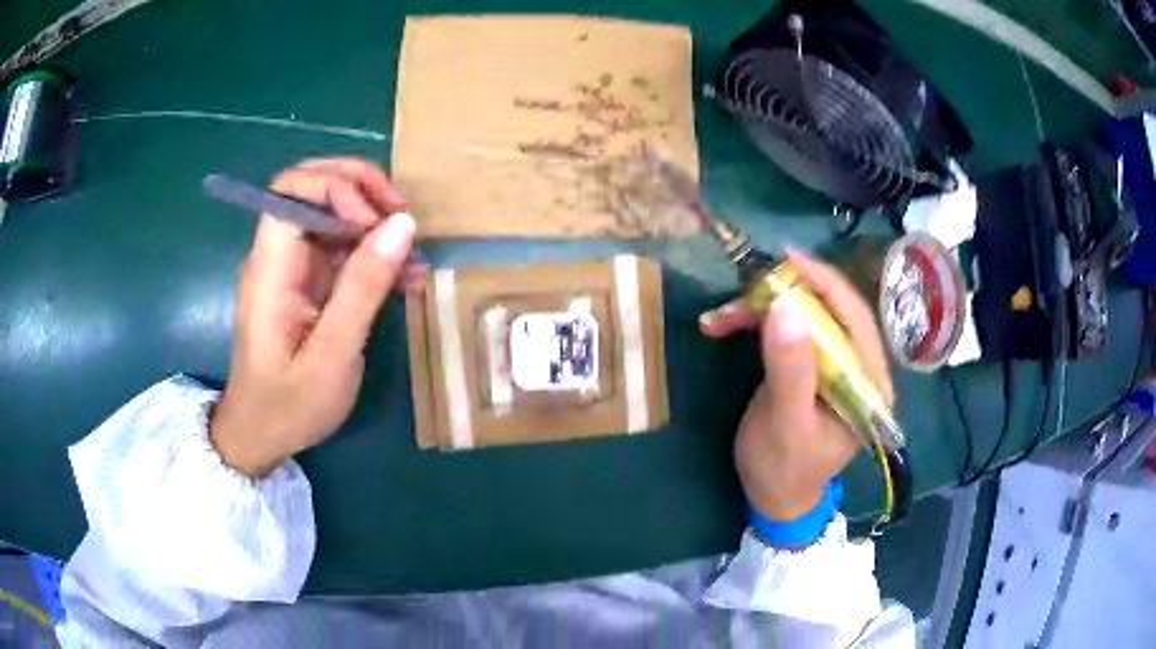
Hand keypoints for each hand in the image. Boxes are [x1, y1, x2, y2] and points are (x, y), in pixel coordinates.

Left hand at [209, 158, 418, 477]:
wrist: (261, 436)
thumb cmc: (289, 405)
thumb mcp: (333, 355)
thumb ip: (364, 287)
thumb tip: (402, 224)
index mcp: (272, 266)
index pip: (293, 188)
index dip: (338, 188)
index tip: (375, 224)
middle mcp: (279, 255)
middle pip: (314, 187)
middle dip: (362, 191)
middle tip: (403, 221)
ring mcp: (293, 268)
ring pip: (333, 214)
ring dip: (375, 223)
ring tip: (413, 256)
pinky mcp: (307, 284)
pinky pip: (341, 249)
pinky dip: (373, 254)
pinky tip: (404, 277)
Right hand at [699, 250, 893, 520]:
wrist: (773, 499)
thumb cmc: (785, 469)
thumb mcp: (786, 423)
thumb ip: (791, 369)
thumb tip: (786, 305)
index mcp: (870, 384)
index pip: (856, 319)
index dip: (826, 284)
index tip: (789, 259)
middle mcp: (861, 369)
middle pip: (832, 312)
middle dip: (788, 295)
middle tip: (746, 287)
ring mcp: (837, 366)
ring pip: (809, 318)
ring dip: (765, 310)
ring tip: (723, 315)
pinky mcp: (814, 368)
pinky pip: (792, 332)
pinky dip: (761, 324)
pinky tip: (730, 324)